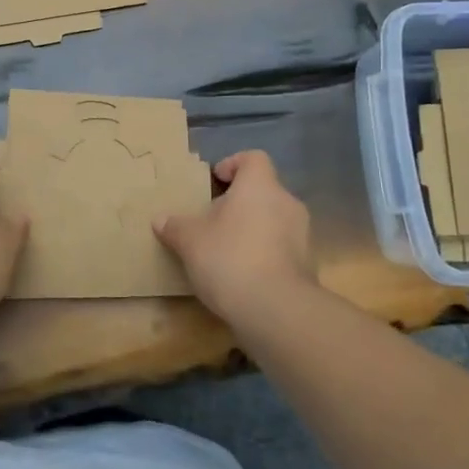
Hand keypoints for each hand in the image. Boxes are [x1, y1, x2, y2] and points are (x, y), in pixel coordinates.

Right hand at [153, 150, 315, 327]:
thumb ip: (175, 226)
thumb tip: (160, 219)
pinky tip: (242, 275)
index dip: (233, 164)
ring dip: (252, 229)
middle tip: (213, 220)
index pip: (253, 158)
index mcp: (260, 186)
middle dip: (239, 203)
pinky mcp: (307, 265)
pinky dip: (264, 254)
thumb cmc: (229, 258)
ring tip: (225, 250)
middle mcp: (287, 203)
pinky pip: (281, 248)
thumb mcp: (190, 241)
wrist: (276, 310)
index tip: (215, 181)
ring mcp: (302, 235)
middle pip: (263, 191)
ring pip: (273, 220)